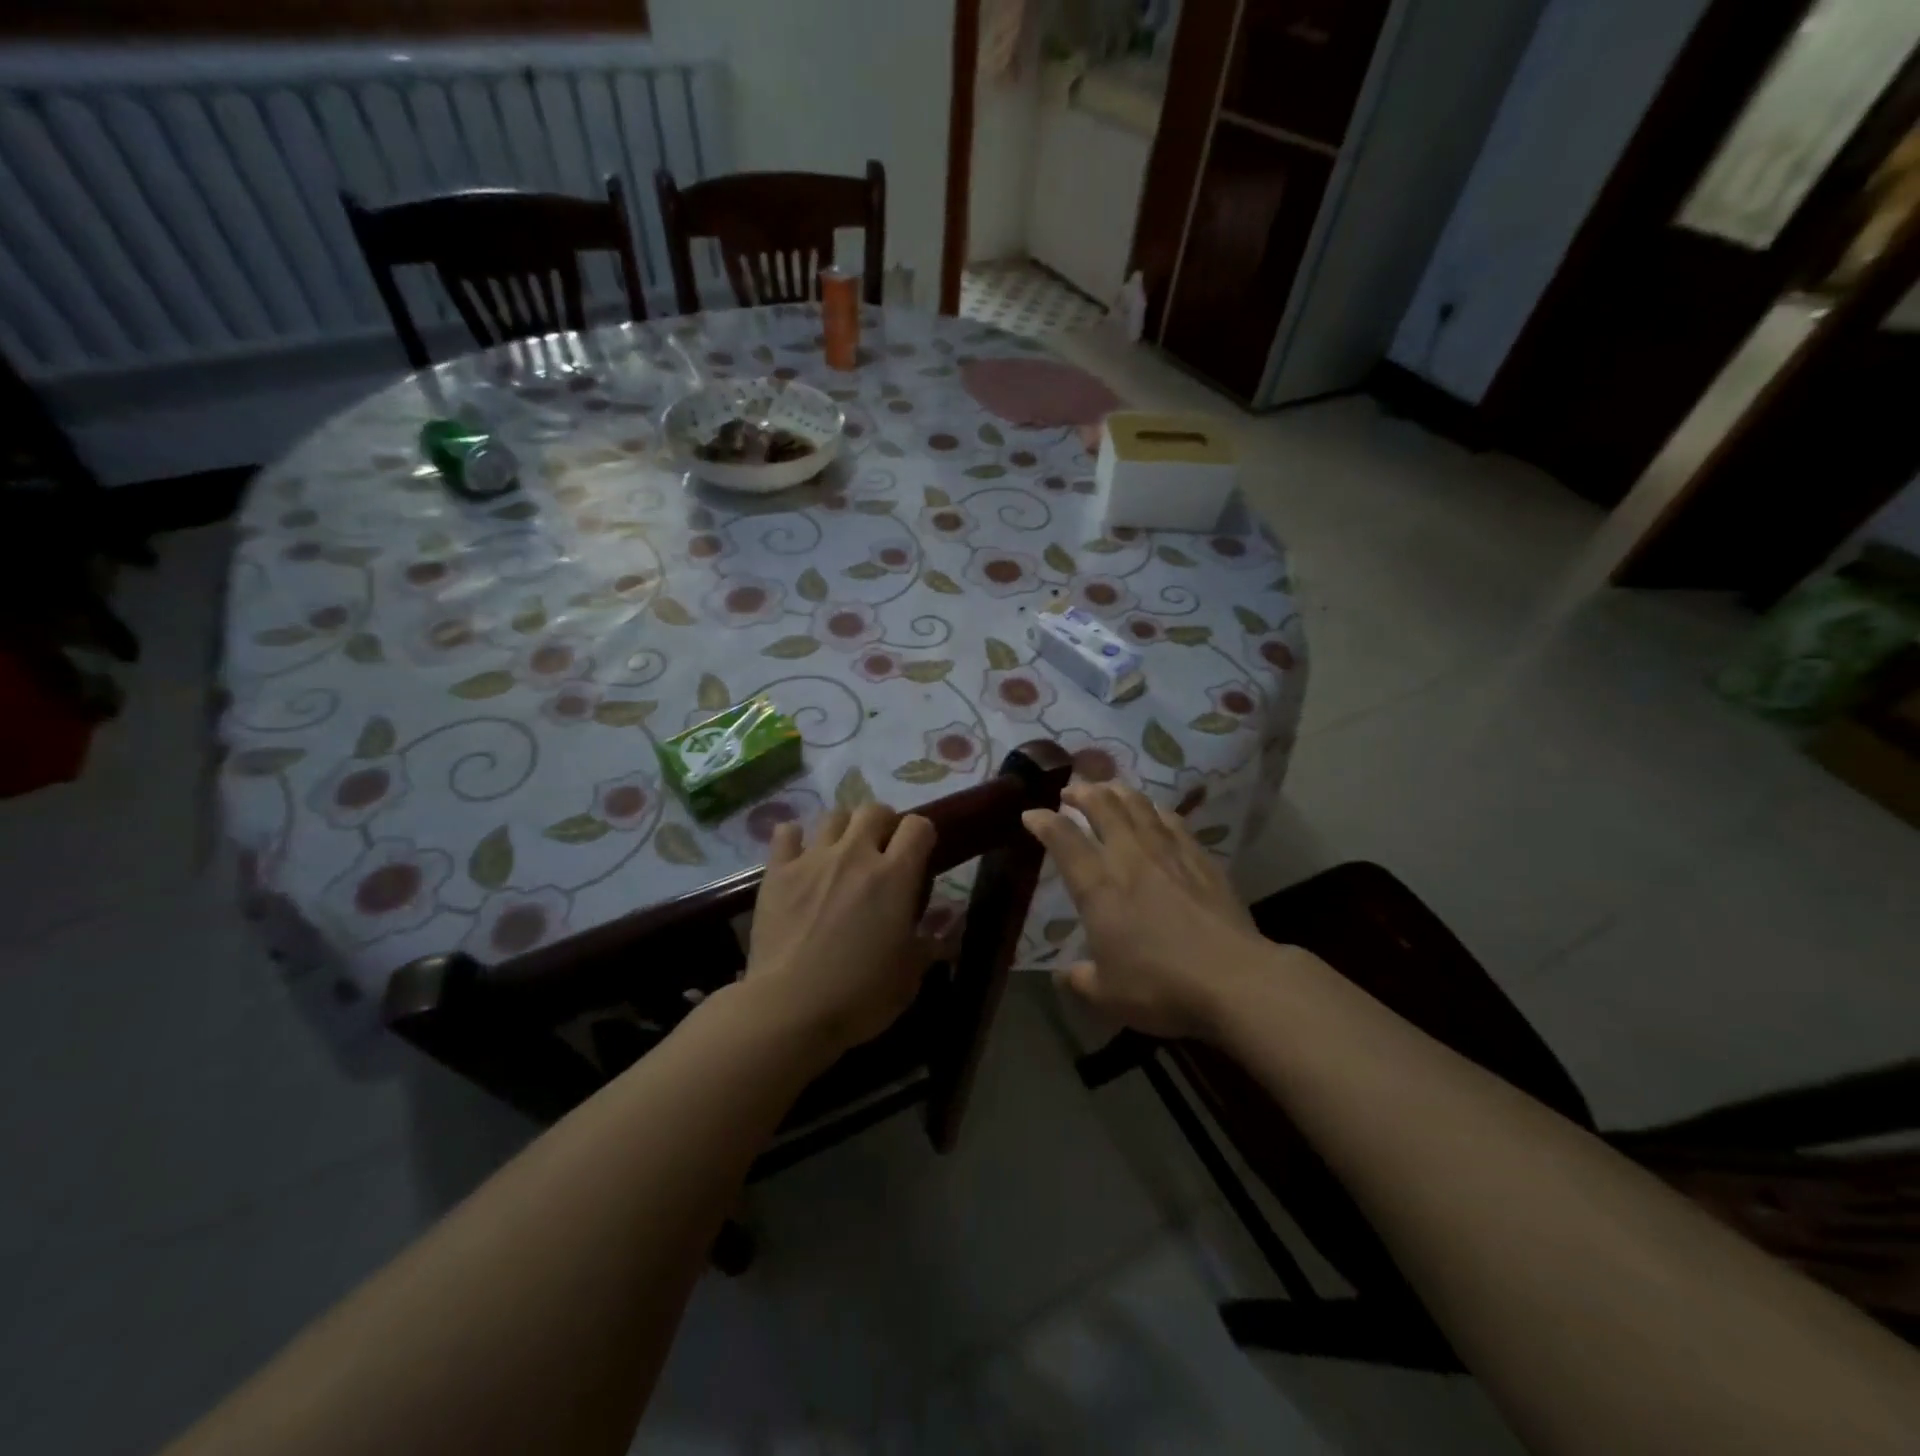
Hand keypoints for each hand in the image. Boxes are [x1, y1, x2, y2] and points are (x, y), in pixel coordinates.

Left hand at [744, 802, 936, 1057]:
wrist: (790, 1008)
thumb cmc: (860, 995)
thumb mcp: (910, 974)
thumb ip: (931, 942)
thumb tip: (948, 926)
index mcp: (895, 876)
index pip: (918, 826)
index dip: (923, 835)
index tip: (920, 856)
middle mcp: (855, 855)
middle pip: (874, 810)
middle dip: (883, 824)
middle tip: (881, 851)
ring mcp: (813, 859)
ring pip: (834, 816)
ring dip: (844, 829)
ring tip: (842, 852)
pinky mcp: (777, 872)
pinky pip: (786, 833)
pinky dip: (795, 838)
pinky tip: (798, 855)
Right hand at [1023, 784, 1271, 1039]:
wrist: (1233, 979)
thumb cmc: (1160, 986)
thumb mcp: (1107, 995)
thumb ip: (1080, 980)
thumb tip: (1065, 975)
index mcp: (1098, 887)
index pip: (1063, 840)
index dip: (1042, 822)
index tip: (1030, 815)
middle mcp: (1129, 857)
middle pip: (1102, 807)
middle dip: (1081, 793)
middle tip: (1070, 792)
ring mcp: (1168, 853)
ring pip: (1137, 805)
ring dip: (1117, 791)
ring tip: (1107, 789)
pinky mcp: (1200, 858)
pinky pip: (1173, 821)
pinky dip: (1156, 809)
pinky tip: (1155, 810)